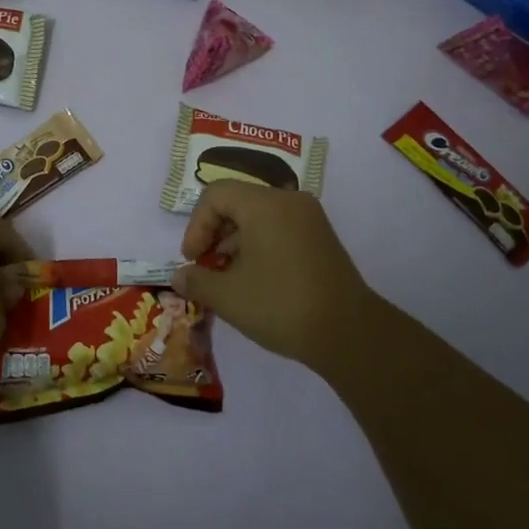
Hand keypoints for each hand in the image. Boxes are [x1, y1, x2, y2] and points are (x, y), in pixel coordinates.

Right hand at [172, 183, 379, 370]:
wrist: (349, 333)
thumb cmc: (281, 306)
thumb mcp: (228, 297)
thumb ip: (196, 280)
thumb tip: (180, 276)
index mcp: (264, 205)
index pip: (215, 195)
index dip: (196, 226)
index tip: (193, 259)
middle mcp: (289, 201)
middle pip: (237, 202)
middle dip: (214, 233)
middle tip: (206, 267)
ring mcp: (309, 218)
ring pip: (259, 216)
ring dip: (235, 241)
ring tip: (228, 278)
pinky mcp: (321, 237)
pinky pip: (279, 227)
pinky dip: (259, 245)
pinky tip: (255, 280)